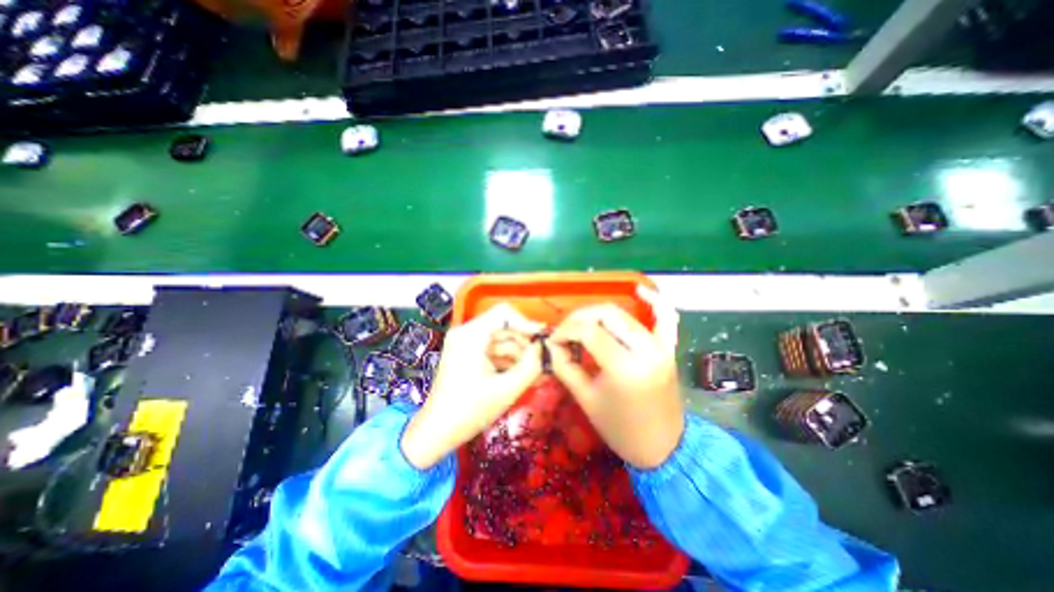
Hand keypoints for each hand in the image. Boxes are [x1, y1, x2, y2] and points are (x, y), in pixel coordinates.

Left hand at [399, 304, 537, 466]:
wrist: (436, 432)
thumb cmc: (469, 411)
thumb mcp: (506, 389)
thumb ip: (531, 366)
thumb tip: (546, 349)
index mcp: (470, 335)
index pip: (504, 313)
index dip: (527, 323)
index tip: (543, 339)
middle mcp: (466, 333)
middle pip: (504, 327)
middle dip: (525, 344)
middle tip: (544, 361)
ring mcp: (466, 343)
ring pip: (501, 340)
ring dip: (519, 355)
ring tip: (537, 374)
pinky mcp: (468, 354)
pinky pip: (494, 351)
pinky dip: (509, 361)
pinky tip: (523, 376)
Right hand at [549, 287, 688, 471]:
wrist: (662, 447)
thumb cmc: (620, 429)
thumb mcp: (586, 399)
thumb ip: (565, 366)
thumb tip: (550, 344)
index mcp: (625, 368)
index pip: (589, 331)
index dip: (565, 331)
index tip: (553, 341)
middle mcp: (647, 350)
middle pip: (607, 314)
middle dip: (580, 317)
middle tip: (566, 332)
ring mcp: (661, 347)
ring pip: (625, 314)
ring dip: (600, 314)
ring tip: (584, 327)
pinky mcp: (668, 348)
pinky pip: (664, 318)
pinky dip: (654, 302)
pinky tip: (641, 290)